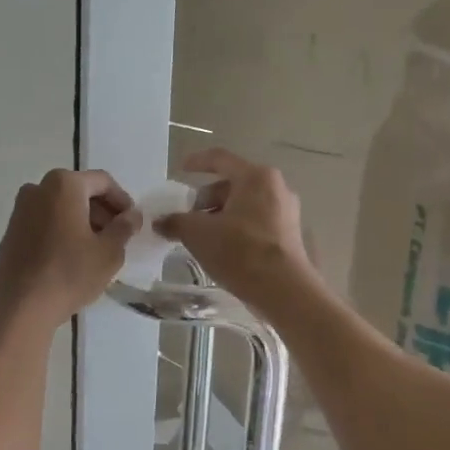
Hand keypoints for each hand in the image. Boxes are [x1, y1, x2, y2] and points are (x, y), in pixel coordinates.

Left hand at [0, 169, 140, 328]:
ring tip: (96, 249)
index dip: (122, 201)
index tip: (132, 223)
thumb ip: (124, 227)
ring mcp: (20, 209)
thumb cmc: (70, 273)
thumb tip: (132, 215)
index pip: (103, 182)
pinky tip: (71, 256)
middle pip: (79, 191)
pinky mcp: (11, 231)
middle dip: (101, 211)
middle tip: (117, 236)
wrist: (21, 305)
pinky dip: (62, 230)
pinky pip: (44, 222)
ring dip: (82, 221)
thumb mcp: (109, 252)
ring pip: (61, 207)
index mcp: (64, 185)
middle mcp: (38, 188)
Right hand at [154, 149, 315, 315]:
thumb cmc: (240, 251)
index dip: (197, 162)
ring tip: (201, 236)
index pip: (220, 159)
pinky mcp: (289, 234)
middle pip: (233, 184)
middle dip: (207, 199)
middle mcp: (275, 187)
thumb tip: (160, 222)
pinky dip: (236, 228)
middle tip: (187, 217)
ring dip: (220, 216)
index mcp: (255, 177)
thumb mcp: (198, 234)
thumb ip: (176, 222)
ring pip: (244, 205)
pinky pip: (256, 222)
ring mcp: (286, 211)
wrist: (282, 289)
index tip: (181, 170)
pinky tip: (222, 248)